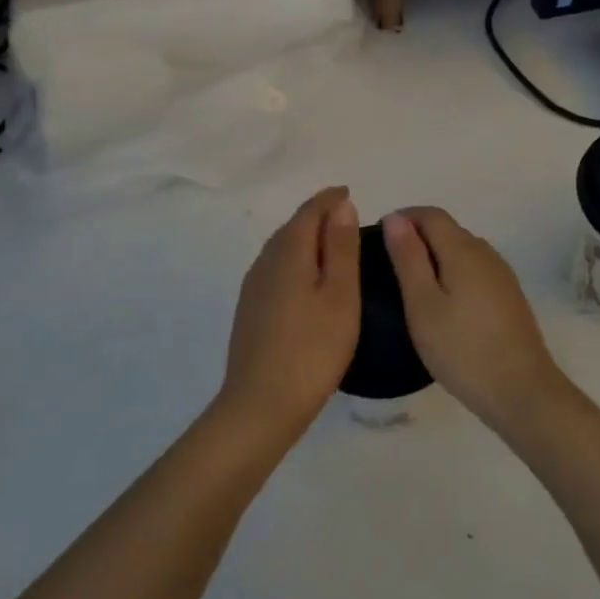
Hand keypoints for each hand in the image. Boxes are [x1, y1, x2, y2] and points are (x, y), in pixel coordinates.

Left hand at [220, 187, 361, 439]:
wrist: (261, 405)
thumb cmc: (312, 349)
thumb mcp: (340, 295)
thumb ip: (341, 248)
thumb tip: (341, 206)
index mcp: (288, 253)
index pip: (308, 212)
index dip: (329, 199)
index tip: (349, 193)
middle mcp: (264, 262)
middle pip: (291, 227)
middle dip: (317, 216)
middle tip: (345, 217)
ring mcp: (253, 288)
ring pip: (281, 249)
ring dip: (305, 239)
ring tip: (331, 245)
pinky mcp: (250, 311)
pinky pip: (275, 269)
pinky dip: (295, 261)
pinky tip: (307, 280)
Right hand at [381, 208, 562, 431]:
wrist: (522, 391)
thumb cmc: (462, 349)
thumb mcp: (422, 304)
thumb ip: (408, 258)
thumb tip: (395, 218)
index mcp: (464, 250)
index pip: (432, 214)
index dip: (404, 217)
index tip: (379, 238)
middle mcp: (486, 253)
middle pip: (449, 230)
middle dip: (418, 236)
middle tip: (388, 266)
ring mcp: (502, 276)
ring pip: (463, 251)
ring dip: (436, 255)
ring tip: (411, 286)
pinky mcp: (509, 297)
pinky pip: (475, 271)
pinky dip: (453, 273)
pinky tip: (443, 304)